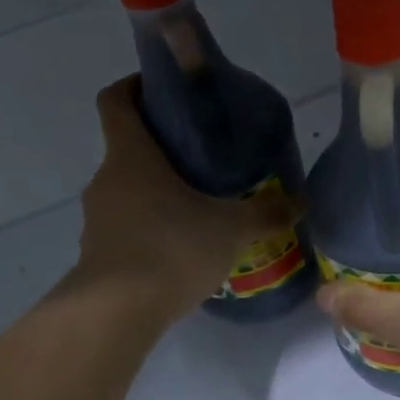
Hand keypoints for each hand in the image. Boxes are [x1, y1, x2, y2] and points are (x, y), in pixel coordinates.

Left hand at [63, 77, 299, 324]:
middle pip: (129, 148)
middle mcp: (107, 179)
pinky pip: (127, 225)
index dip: (136, 85)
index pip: (116, 100)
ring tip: (200, 208)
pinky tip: (182, 248)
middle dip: (164, 148)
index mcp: (131, 156)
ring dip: (158, 192)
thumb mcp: (232, 228)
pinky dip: (151, 227)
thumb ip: (267, 212)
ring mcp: (98, 217)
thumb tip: (302, 202)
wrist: (116, 314)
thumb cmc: (172, 249)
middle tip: (206, 160)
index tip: (165, 89)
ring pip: (129, 190)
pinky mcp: (98, 252)